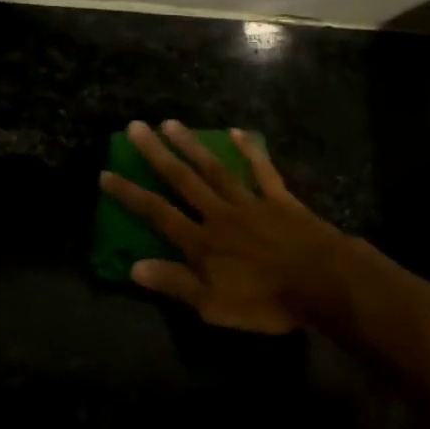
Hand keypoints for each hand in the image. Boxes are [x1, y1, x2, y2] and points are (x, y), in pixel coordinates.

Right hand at [99, 120, 344, 333]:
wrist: (323, 283)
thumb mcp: (214, 306)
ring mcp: (251, 202)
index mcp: (201, 243)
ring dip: (192, 146)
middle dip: (156, 154)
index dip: (129, 195)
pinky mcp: (279, 199)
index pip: (157, 214)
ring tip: (171, 123)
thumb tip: (134, 267)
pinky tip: (236, 132)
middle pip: (183, 180)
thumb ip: (175, 283)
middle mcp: (219, 214)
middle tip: (135, 127)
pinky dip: (249, 151)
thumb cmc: (266, 301)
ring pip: (215, 169)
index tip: (106, 173)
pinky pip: (261, 170)